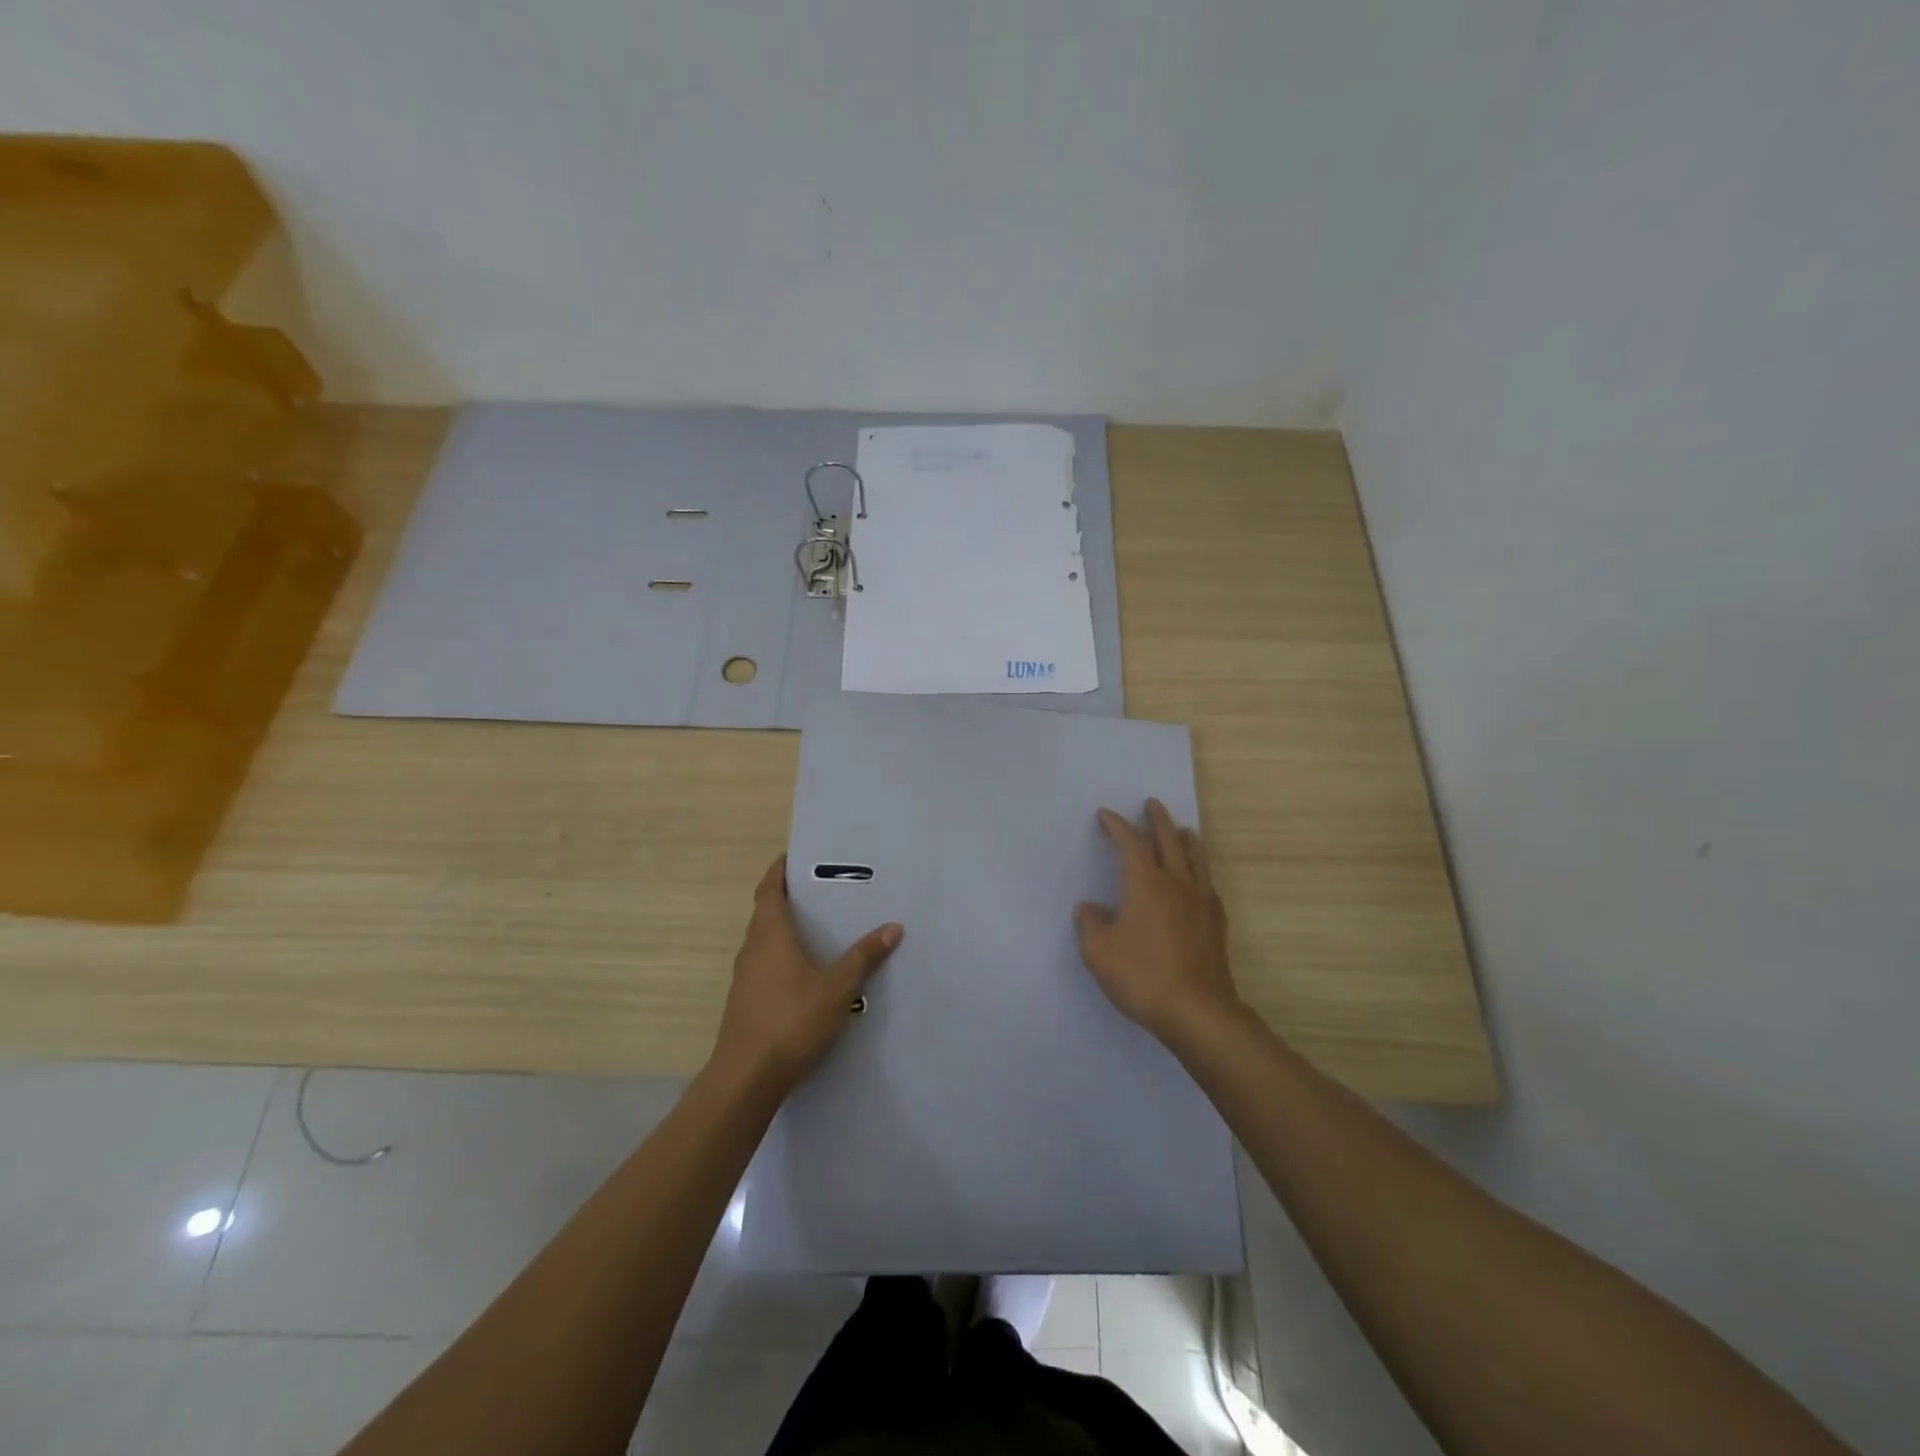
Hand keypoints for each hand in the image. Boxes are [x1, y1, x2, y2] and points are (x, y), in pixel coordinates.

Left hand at [711, 855, 902, 1096]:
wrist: (746, 1079)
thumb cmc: (791, 1021)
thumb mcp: (837, 988)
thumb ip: (864, 956)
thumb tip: (893, 927)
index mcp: (770, 935)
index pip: (769, 889)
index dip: (779, 871)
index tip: (794, 856)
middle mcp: (752, 949)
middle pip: (766, 913)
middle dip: (789, 899)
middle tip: (821, 890)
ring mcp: (745, 978)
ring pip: (765, 942)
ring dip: (786, 930)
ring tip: (819, 928)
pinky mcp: (746, 1003)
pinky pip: (766, 966)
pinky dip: (784, 957)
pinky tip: (807, 973)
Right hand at [1075, 799, 1239, 1044]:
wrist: (1197, 1011)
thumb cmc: (1141, 976)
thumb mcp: (1098, 953)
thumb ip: (1090, 925)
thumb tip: (1089, 908)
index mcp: (1144, 883)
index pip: (1130, 843)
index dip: (1117, 825)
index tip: (1106, 815)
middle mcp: (1175, 883)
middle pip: (1168, 840)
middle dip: (1157, 819)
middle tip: (1150, 804)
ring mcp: (1200, 901)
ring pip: (1196, 857)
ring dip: (1185, 837)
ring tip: (1182, 829)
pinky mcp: (1216, 922)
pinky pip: (1207, 882)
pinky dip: (1200, 868)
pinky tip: (1198, 877)